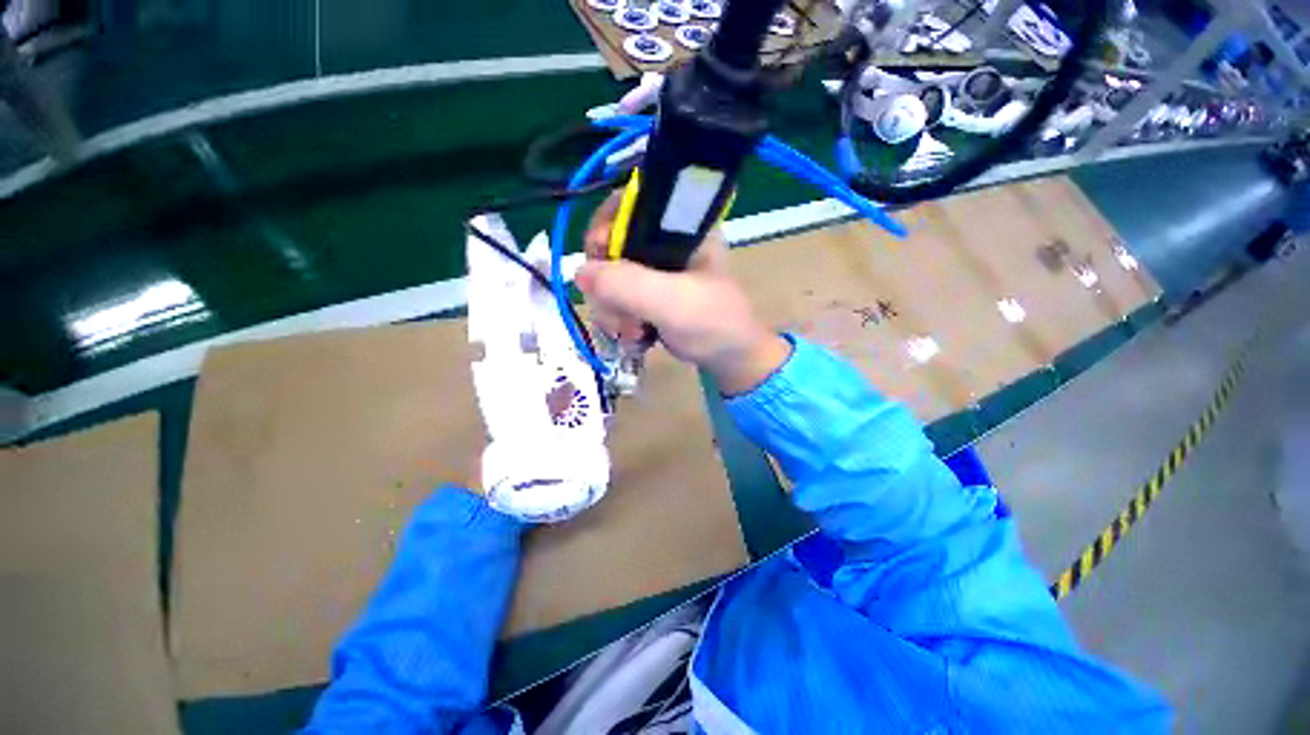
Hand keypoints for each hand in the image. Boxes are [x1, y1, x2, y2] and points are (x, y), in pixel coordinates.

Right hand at [576, 193, 791, 395]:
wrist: (729, 358)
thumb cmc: (713, 324)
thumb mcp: (673, 302)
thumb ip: (628, 285)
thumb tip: (579, 271)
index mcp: (679, 226)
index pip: (629, 202)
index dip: (606, 224)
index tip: (599, 254)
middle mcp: (663, 242)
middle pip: (610, 243)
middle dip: (607, 283)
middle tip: (617, 311)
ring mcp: (653, 270)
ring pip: (608, 275)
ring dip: (611, 309)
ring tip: (632, 333)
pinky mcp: (647, 294)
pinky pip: (615, 298)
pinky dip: (617, 319)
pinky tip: (633, 338)